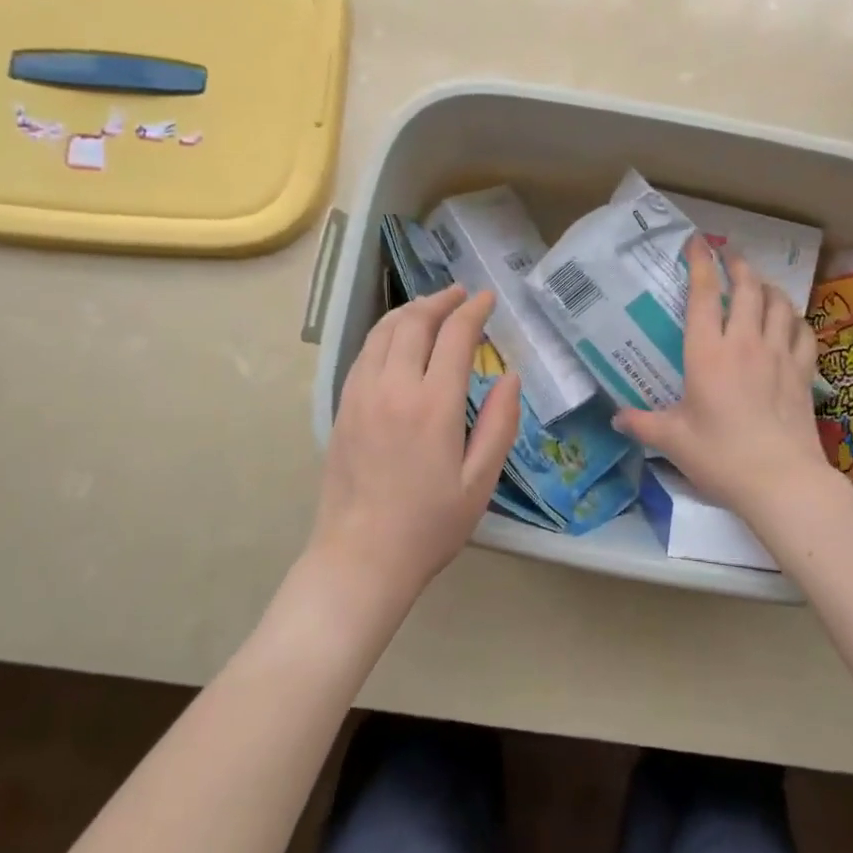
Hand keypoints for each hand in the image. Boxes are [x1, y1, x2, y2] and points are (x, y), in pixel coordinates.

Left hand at [309, 285, 519, 602]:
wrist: (360, 557)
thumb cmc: (429, 525)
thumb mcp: (480, 480)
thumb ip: (500, 423)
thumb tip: (510, 376)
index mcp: (432, 404)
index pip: (454, 336)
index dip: (473, 311)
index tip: (488, 298)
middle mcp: (392, 387)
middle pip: (414, 322)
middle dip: (440, 300)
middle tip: (461, 295)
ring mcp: (361, 395)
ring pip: (383, 332)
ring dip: (410, 311)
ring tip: (430, 307)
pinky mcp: (342, 408)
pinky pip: (364, 353)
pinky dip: (385, 333)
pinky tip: (396, 340)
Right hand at [614, 243, 835, 526]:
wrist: (780, 480)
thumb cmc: (720, 456)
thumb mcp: (673, 440)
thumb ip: (642, 424)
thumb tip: (616, 418)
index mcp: (707, 353)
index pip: (703, 295)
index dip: (700, 263)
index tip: (697, 242)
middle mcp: (744, 343)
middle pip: (747, 288)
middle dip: (738, 266)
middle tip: (730, 257)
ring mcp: (778, 355)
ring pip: (778, 304)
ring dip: (768, 287)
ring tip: (759, 284)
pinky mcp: (802, 372)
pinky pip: (802, 332)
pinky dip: (794, 319)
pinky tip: (789, 321)